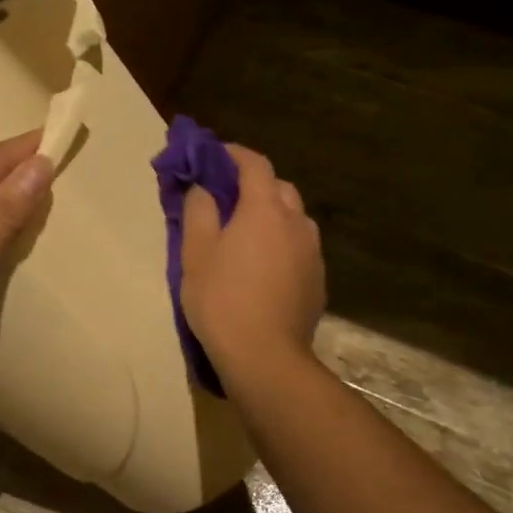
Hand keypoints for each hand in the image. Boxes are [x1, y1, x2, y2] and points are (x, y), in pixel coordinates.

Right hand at [181, 144, 324, 376]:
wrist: (265, 357)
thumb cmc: (222, 300)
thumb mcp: (195, 252)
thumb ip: (198, 210)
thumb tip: (204, 187)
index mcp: (264, 209)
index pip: (255, 164)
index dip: (234, 154)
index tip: (213, 157)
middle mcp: (296, 222)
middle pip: (278, 188)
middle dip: (253, 185)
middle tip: (225, 200)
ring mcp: (313, 252)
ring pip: (292, 219)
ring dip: (270, 216)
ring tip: (244, 236)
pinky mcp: (318, 280)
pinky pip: (298, 248)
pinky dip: (281, 244)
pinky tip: (262, 268)